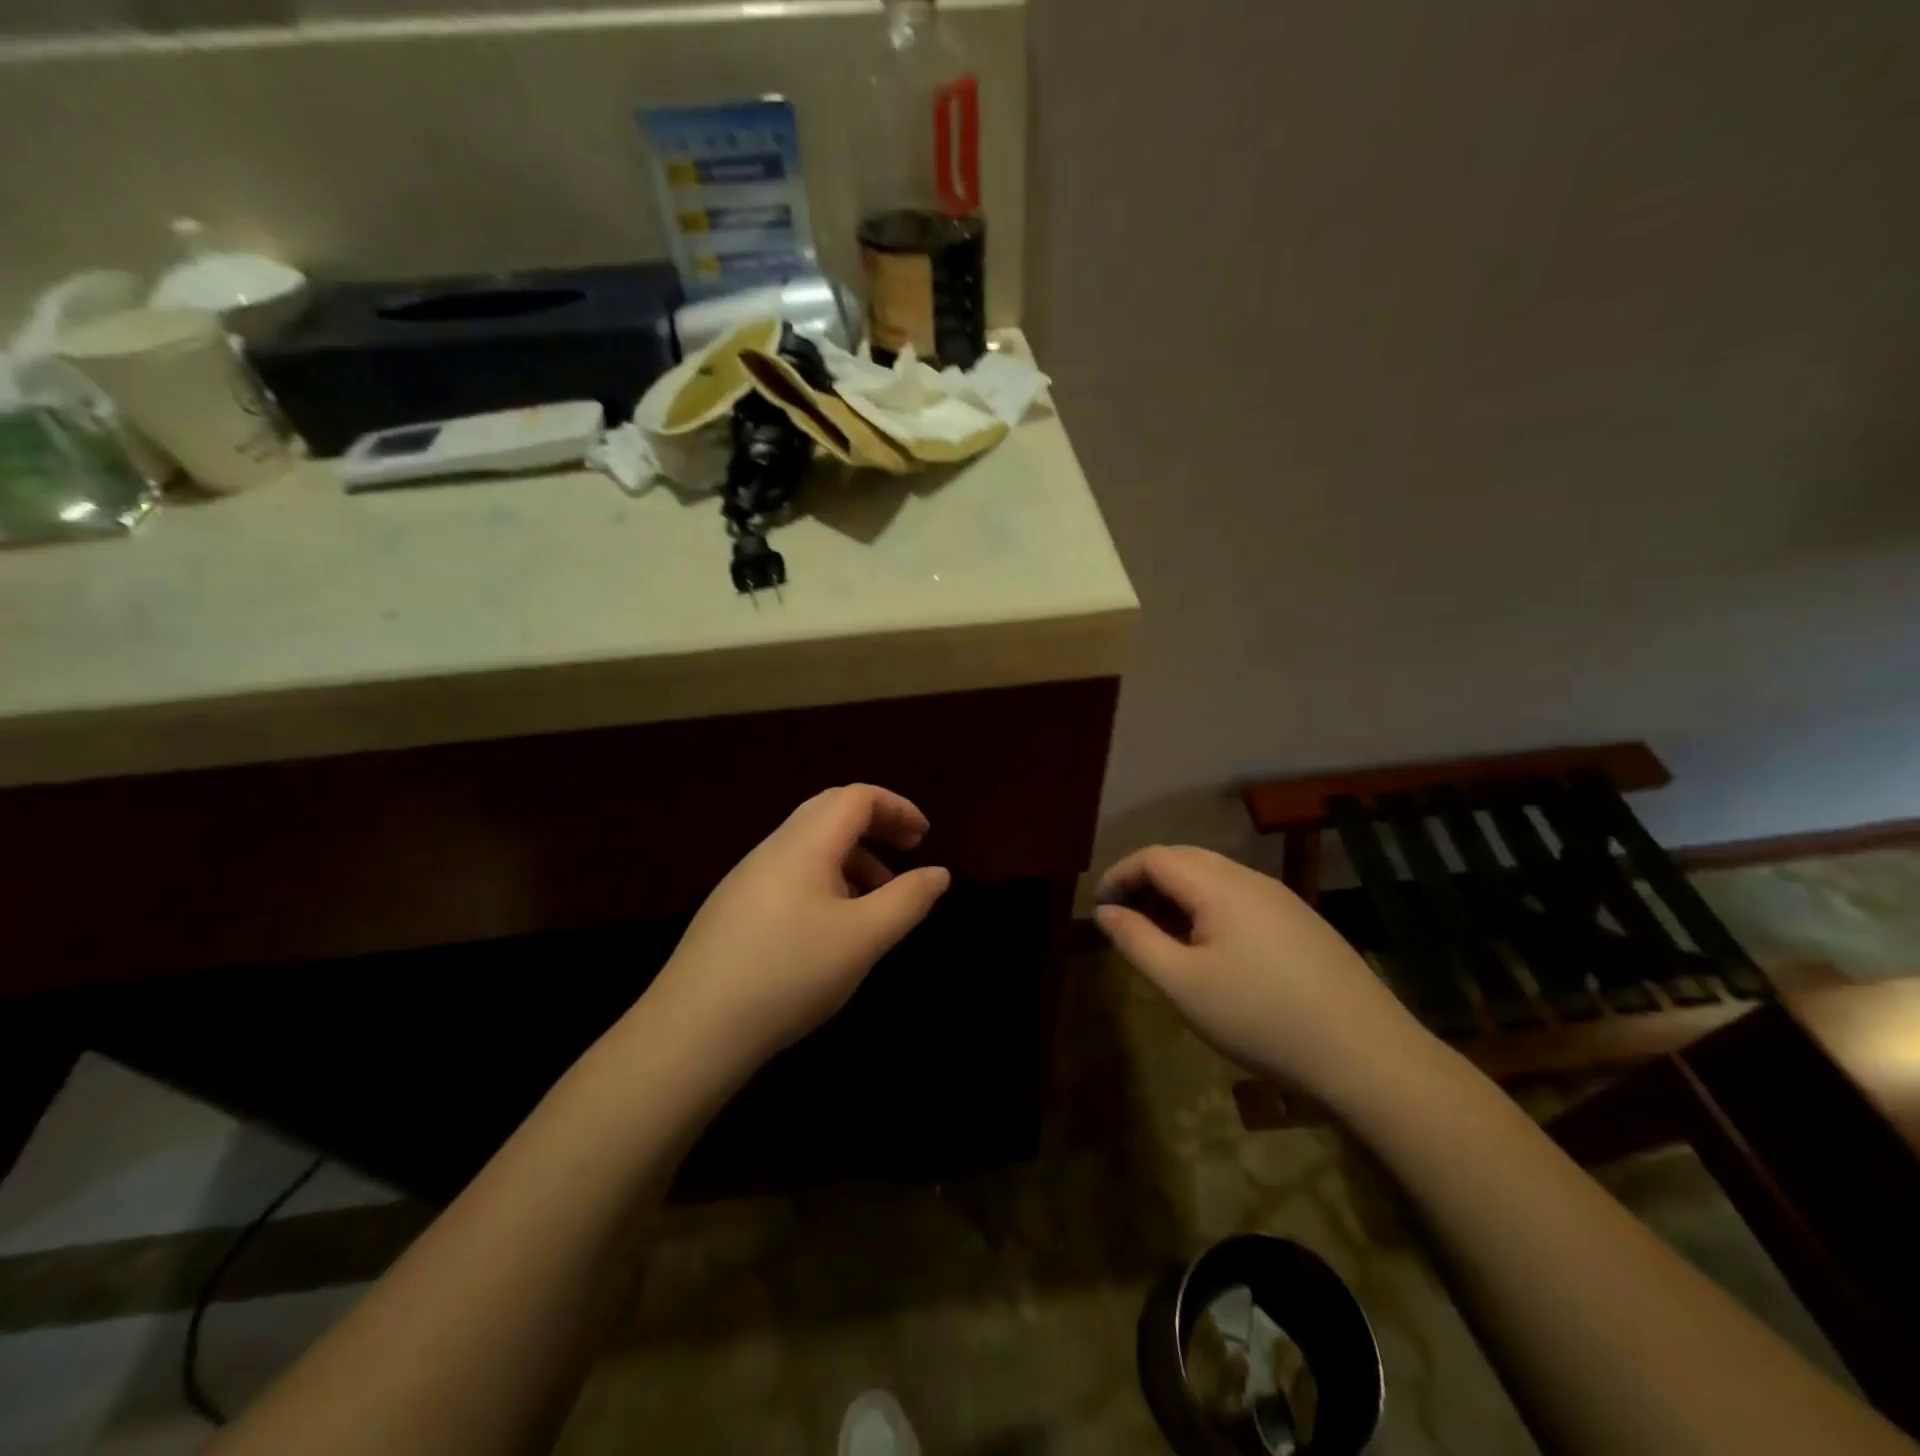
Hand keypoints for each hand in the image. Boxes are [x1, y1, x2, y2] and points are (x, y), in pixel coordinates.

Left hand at [643, 785, 951, 1079]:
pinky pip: (791, 873)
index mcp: (805, 843)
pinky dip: (827, 880)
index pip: (857, 797)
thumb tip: (938, 873)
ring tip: (877, 901)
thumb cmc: (788, 974)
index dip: (897, 807)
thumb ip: (907, 901)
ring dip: (852, 857)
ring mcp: (748, 877)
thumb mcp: (863, 940)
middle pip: (831, 811)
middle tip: (907, 852)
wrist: (692, 1030)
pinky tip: (833, 927)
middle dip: (875, 825)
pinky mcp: (734, 907)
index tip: (925, 837)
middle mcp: (774, 848)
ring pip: (811, 845)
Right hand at [1095, 845, 1428, 1097]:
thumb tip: (1104, 912)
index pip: (1155, 857)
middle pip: (1184, 859)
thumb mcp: (1183, 985)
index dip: (1119, 874)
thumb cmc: (1261, 1017)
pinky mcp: (1302, 921)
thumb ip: (1136, 941)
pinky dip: (1207, 906)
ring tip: (1160, 935)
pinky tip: (1209, 948)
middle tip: (1123, 919)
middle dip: (1145, 880)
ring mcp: (1281, 898)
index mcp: (1218, 885)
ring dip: (1177, 894)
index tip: (1098, 907)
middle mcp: (1250, 878)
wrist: (1366, 1053)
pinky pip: (1240, 896)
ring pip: (1214, 877)